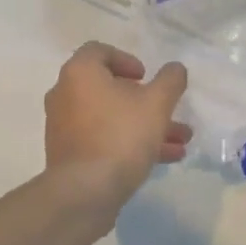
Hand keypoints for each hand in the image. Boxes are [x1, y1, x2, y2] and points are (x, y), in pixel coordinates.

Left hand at [44, 42, 191, 215]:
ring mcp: (64, 128)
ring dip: (145, 125)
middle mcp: (65, 95)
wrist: (85, 193)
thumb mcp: (157, 103)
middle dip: (146, 100)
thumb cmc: (121, 136)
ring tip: (180, 140)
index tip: (145, 77)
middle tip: (167, 110)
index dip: (126, 59)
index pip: (99, 51)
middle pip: (109, 88)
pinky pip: (103, 140)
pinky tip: (164, 158)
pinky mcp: (69, 156)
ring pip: (111, 118)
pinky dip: (129, 143)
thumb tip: (175, 69)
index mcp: (80, 74)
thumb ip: (170, 81)